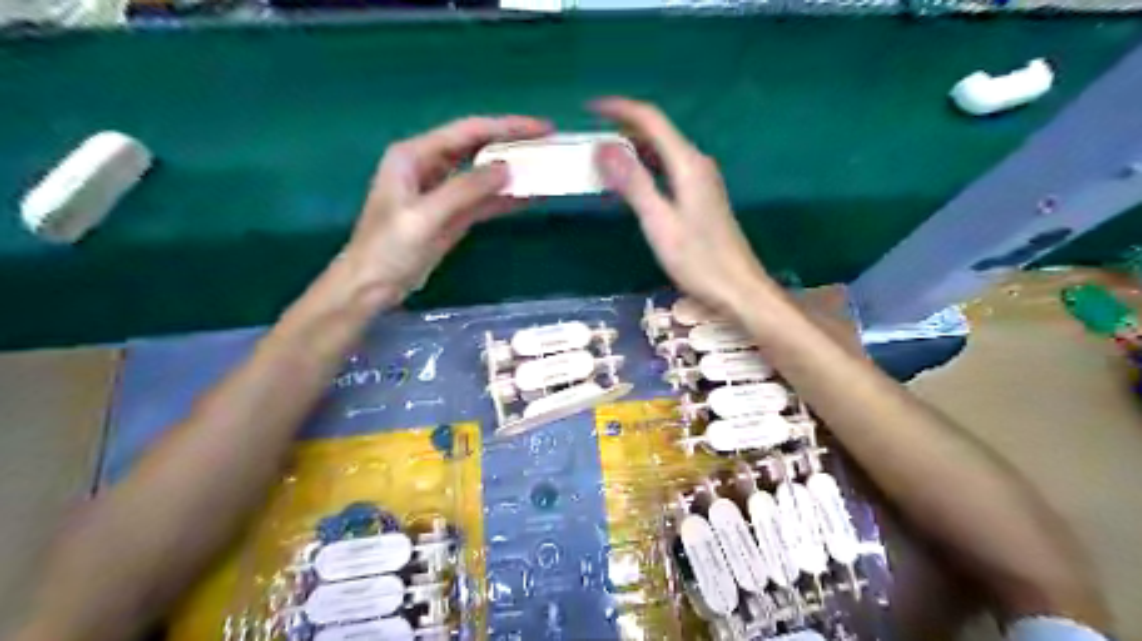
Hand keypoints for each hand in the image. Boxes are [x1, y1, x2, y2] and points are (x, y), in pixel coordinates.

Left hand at [340, 114, 551, 299]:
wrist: (371, 287)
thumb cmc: (389, 249)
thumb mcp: (425, 217)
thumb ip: (465, 190)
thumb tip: (507, 169)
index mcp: (415, 155)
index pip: (468, 132)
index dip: (506, 127)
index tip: (542, 128)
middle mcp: (429, 167)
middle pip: (478, 147)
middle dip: (513, 145)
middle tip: (549, 145)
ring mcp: (442, 192)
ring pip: (483, 174)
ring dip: (512, 173)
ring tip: (546, 169)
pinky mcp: (452, 216)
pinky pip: (483, 201)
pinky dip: (505, 199)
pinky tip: (529, 197)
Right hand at [593, 94, 771, 312]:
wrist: (738, 289)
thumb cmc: (699, 260)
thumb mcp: (660, 223)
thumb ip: (633, 183)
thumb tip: (603, 147)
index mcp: (688, 164)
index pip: (651, 119)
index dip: (619, 109)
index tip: (589, 109)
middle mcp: (696, 164)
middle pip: (657, 132)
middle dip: (622, 129)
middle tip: (588, 139)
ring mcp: (701, 180)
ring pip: (661, 152)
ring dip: (632, 150)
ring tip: (601, 159)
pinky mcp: (700, 197)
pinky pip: (667, 170)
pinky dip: (645, 169)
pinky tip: (629, 184)